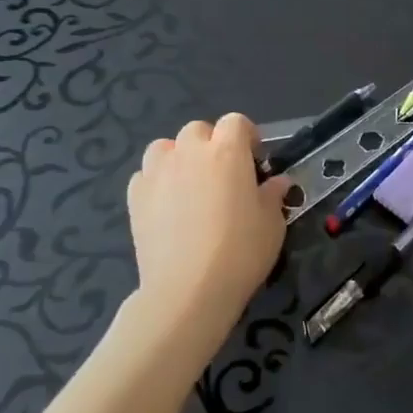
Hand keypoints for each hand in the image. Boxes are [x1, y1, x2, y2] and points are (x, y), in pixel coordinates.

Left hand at [124, 114, 288, 357]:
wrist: (188, 290)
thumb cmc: (241, 251)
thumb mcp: (272, 223)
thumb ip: (273, 195)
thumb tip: (277, 183)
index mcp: (228, 151)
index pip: (236, 122)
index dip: (246, 136)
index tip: (254, 160)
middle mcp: (190, 153)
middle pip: (197, 130)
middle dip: (210, 144)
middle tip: (222, 175)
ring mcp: (157, 173)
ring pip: (164, 147)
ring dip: (178, 157)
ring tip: (188, 184)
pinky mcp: (135, 197)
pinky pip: (145, 175)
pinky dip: (156, 182)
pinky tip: (166, 206)